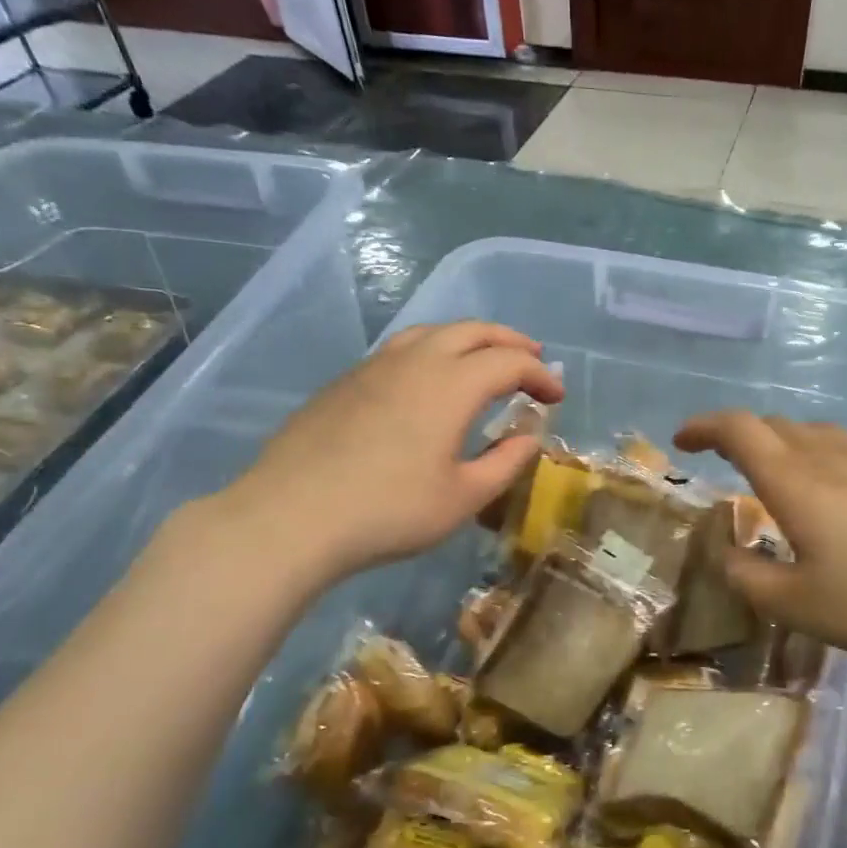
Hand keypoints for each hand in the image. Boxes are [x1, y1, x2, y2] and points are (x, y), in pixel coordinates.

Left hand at [213, 322, 563, 590]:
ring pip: (431, 332)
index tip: (556, 397)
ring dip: (468, 338)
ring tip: (484, 358)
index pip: (509, 361)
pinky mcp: (345, 382)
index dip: (540, 375)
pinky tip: (428, 381)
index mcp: (451, 385)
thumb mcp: (463, 497)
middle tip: (533, 356)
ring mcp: (374, 367)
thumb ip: (505, 462)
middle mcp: (415, 361)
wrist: (291, 516)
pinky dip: (432, 351)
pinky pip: (401, 349)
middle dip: (509, 340)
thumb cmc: (389, 511)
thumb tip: (529, 436)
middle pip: (472, 330)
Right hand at [674, 412, 846, 658]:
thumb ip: (750, 580)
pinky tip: (836, 497)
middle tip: (723, 461)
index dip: (704, 426)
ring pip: (816, 435)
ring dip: (783, 445)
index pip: (738, 430)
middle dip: (740, 436)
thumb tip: (725, 556)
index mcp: (795, 480)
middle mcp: (832, 457)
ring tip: (776, 477)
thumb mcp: (800, 605)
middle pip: (776, 425)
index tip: (682, 440)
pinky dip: (821, 460)